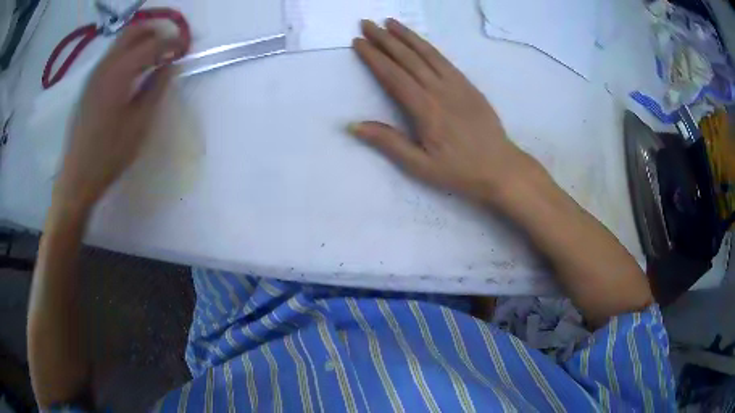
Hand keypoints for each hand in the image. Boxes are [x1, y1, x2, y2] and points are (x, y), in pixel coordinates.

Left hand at [55, 25, 189, 210]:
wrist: (77, 177)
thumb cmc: (110, 154)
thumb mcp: (140, 123)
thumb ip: (156, 88)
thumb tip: (170, 65)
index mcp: (119, 73)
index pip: (152, 44)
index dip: (172, 42)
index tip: (186, 48)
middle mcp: (105, 65)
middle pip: (133, 32)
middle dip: (155, 33)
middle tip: (169, 46)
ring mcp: (94, 74)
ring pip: (121, 42)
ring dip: (140, 42)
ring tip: (154, 57)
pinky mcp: (88, 85)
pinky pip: (111, 57)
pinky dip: (127, 54)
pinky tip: (133, 72)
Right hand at [349, 19, 542, 205]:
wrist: (500, 167)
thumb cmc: (459, 170)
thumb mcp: (420, 166)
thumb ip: (388, 142)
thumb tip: (354, 125)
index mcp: (425, 109)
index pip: (393, 75)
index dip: (374, 57)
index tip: (358, 41)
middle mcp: (439, 90)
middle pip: (408, 58)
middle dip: (385, 39)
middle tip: (367, 23)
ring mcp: (456, 84)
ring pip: (427, 53)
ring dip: (407, 36)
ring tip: (390, 22)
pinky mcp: (468, 85)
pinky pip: (445, 60)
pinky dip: (428, 46)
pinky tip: (419, 41)